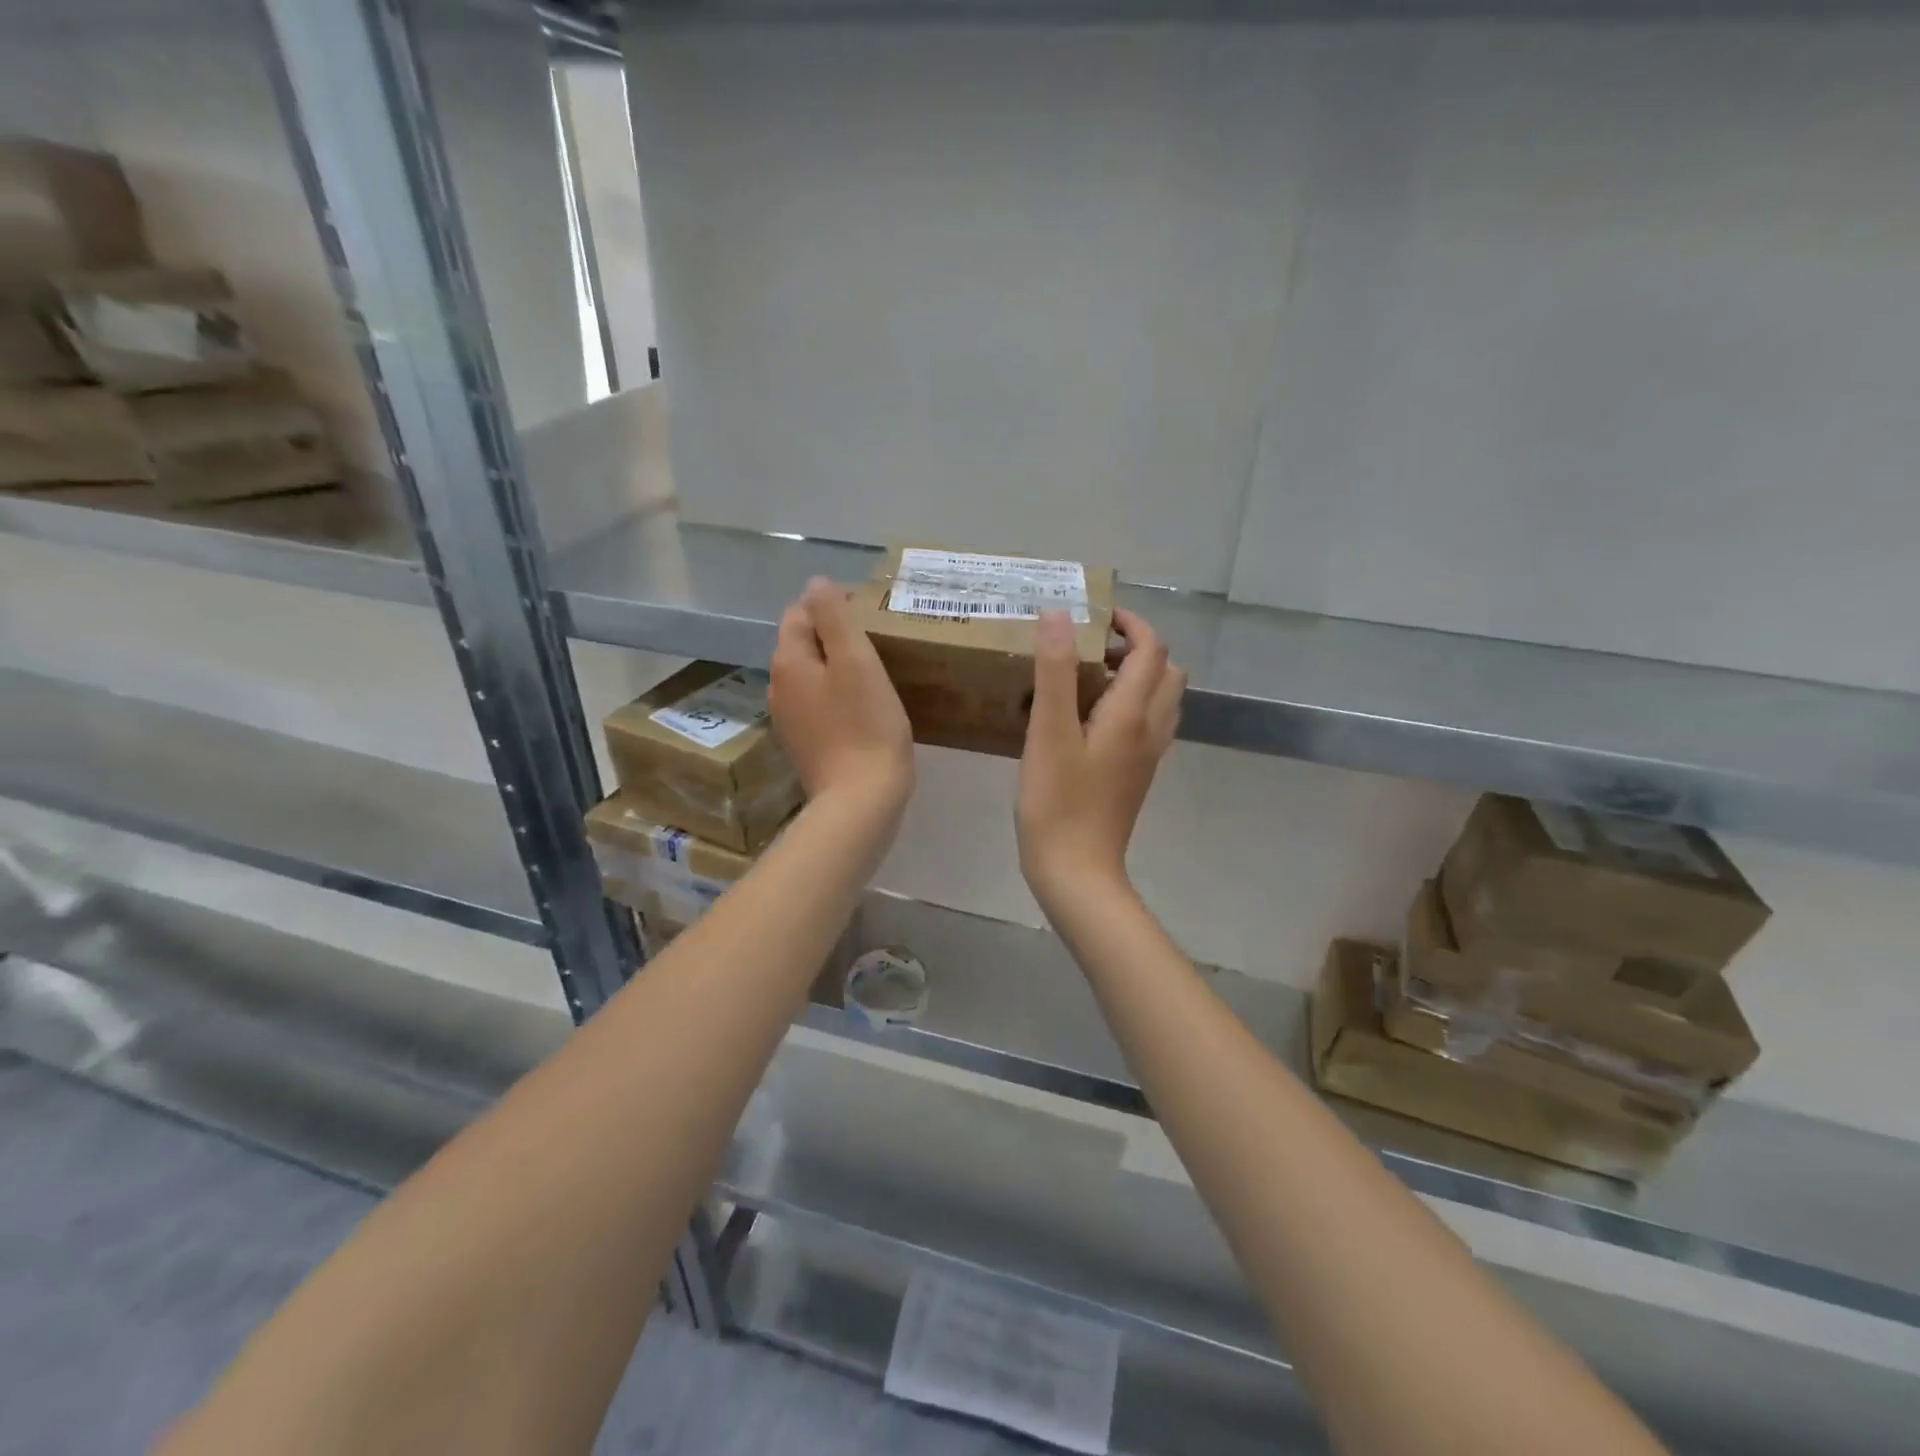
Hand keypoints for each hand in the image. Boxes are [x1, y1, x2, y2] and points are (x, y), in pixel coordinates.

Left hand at [770, 577, 914, 815]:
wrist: (861, 801)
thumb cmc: (865, 725)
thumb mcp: (855, 660)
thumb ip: (833, 616)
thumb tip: (815, 583)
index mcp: (788, 661)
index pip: (800, 613)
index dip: (832, 605)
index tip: (870, 613)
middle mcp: (779, 687)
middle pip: (803, 644)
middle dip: (834, 635)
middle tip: (877, 639)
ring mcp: (790, 720)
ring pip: (812, 675)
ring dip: (838, 666)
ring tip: (876, 670)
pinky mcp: (807, 744)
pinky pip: (820, 704)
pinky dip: (839, 695)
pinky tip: (865, 706)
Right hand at [1017, 607, 1184, 906]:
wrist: (1077, 872)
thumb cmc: (1057, 802)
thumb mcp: (1048, 732)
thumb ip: (1054, 670)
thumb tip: (1058, 613)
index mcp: (1132, 713)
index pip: (1151, 649)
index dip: (1131, 623)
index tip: (1096, 616)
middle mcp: (1151, 730)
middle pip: (1167, 672)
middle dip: (1138, 649)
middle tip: (1092, 649)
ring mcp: (1147, 757)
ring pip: (1161, 700)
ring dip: (1137, 677)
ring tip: (1090, 680)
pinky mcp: (1136, 777)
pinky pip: (1148, 726)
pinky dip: (1131, 706)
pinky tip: (1091, 721)